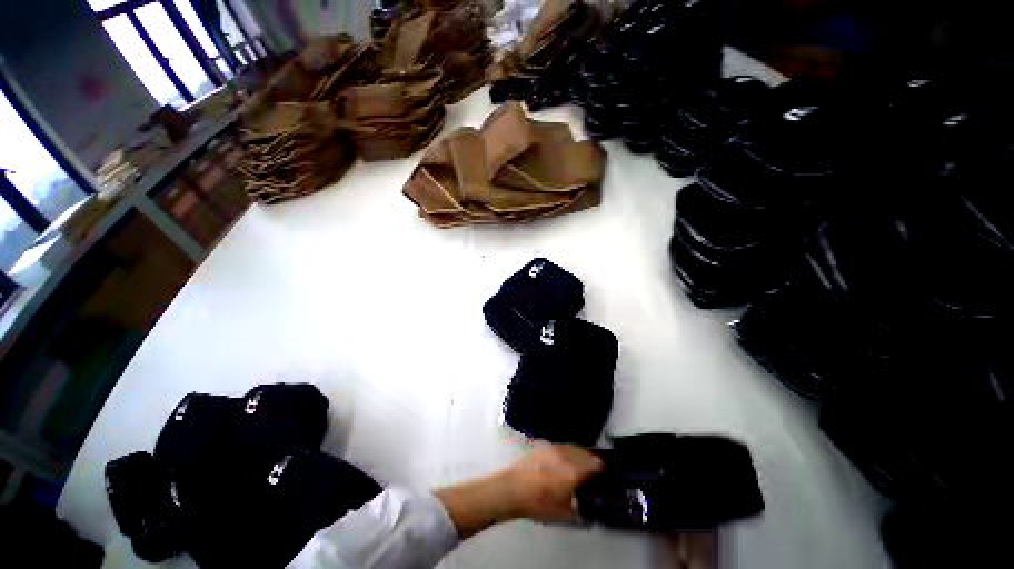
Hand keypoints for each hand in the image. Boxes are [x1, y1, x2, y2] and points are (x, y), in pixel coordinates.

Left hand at [504, 442, 604, 522]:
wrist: (513, 488)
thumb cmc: (539, 503)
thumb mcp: (564, 514)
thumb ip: (581, 510)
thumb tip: (588, 508)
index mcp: (574, 471)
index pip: (596, 464)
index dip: (602, 470)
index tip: (602, 476)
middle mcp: (566, 455)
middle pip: (586, 453)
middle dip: (591, 461)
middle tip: (593, 471)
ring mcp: (554, 448)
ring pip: (574, 447)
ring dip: (580, 454)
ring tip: (580, 464)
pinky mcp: (544, 445)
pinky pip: (562, 446)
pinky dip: (568, 451)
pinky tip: (563, 460)